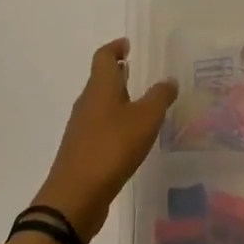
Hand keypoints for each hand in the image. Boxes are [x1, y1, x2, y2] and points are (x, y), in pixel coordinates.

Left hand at [33, 39, 178, 242]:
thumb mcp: (145, 119)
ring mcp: (81, 128)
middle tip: (144, 76)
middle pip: (101, 79)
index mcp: (100, 87)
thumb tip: (169, 80)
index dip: (116, 47)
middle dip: (120, 75)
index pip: (104, 56)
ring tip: (143, 107)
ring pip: (101, 105)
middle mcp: (87, 102)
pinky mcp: (81, 151)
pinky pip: (100, 128)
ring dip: (119, 101)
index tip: (129, 45)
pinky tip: (131, 139)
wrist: (74, 198)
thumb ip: (159, 97)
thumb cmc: (111, 148)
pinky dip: (115, 125)